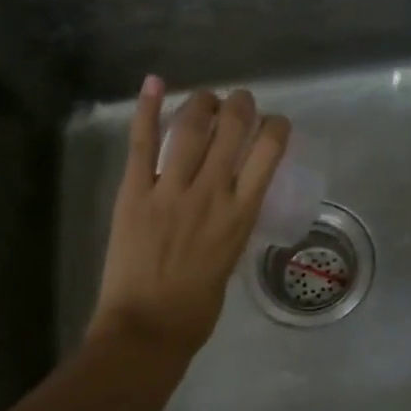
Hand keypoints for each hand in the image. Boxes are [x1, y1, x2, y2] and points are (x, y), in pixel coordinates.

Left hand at [89, 77, 291, 359]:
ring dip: (203, 102)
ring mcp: (170, 189)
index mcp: (241, 214)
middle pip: (233, 128)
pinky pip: (142, 143)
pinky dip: (148, 110)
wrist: (147, 328)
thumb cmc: (197, 308)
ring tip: (207, 98)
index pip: (269, 152)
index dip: (276, 127)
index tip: (275, 123)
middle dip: (241, 105)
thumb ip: (232, 224)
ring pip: (191, 127)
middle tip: (240, 101)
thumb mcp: (231, 260)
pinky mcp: (135, 192)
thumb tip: (229, 201)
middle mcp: (212, 192)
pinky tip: (155, 82)